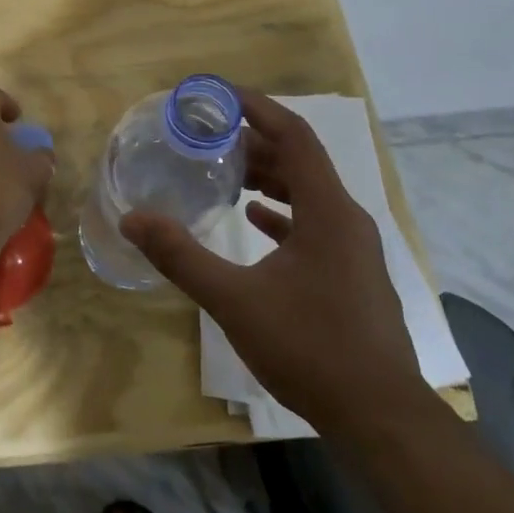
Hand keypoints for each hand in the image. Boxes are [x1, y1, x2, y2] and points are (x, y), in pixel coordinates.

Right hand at [119, 88, 424, 435]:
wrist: (380, 417)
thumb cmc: (310, 348)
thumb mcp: (235, 300)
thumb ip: (181, 256)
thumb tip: (133, 219)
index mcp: (327, 211)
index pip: (294, 136)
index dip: (258, 107)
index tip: (218, 95)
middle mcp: (346, 219)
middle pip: (300, 160)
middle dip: (255, 142)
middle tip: (207, 136)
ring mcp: (353, 248)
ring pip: (308, 193)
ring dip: (268, 176)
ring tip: (224, 172)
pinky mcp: (351, 274)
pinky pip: (313, 223)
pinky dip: (282, 213)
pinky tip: (253, 220)